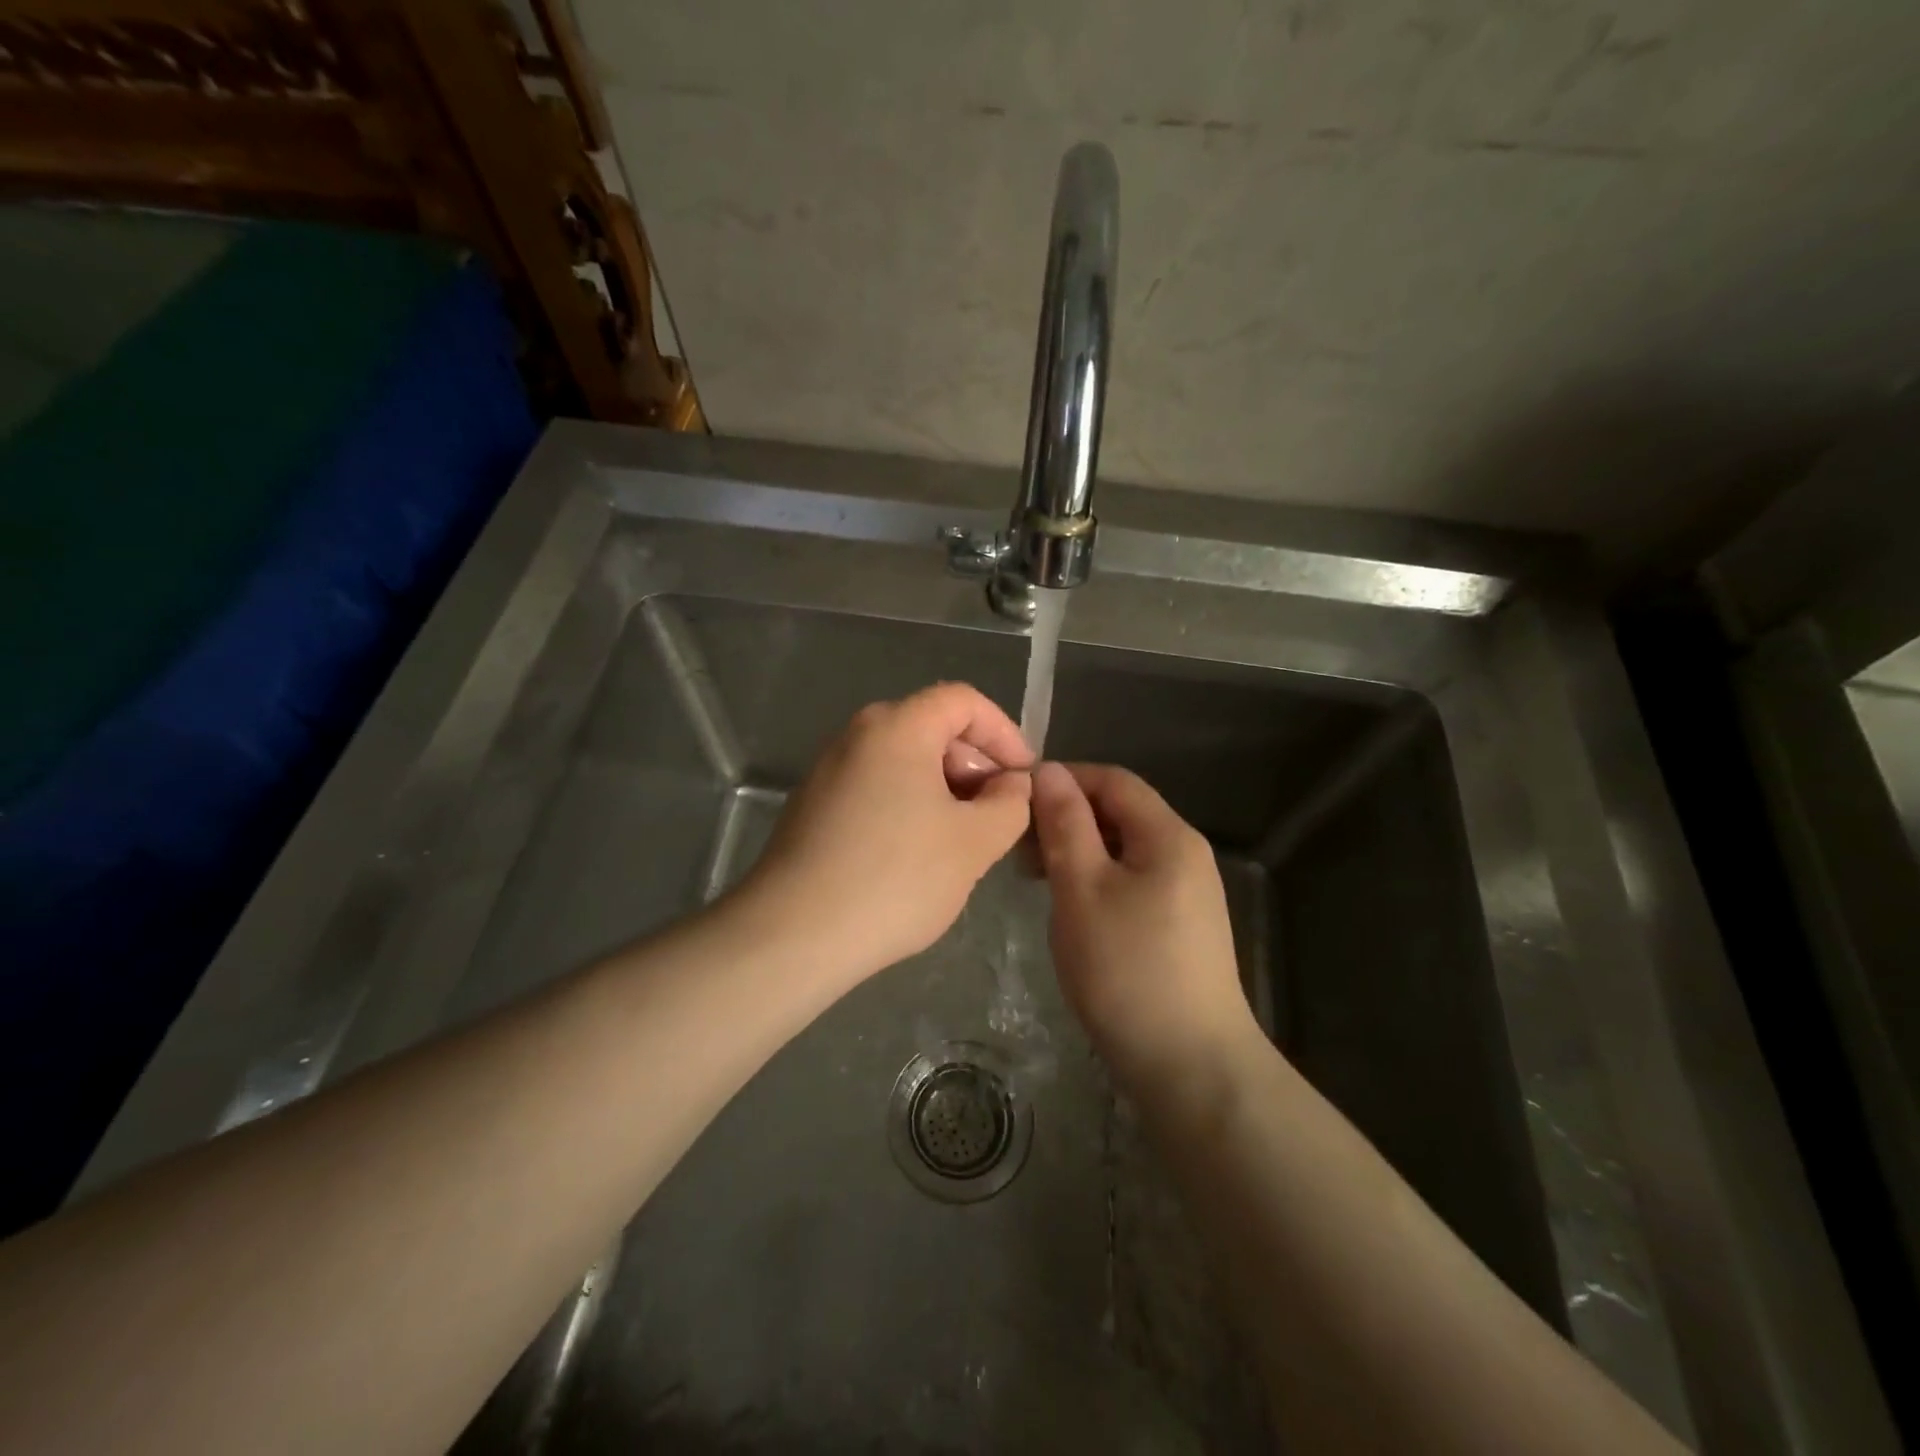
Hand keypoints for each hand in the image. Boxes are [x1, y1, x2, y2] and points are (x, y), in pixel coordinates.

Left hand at [741, 683, 1034, 981]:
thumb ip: (1009, 804)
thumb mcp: (974, 843)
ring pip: (903, 761)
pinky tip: (917, 855)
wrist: (793, 934)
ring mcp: (829, 770)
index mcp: (897, 727)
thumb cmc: (895, 878)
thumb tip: (1011, 784)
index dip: (1004, 732)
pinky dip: (909, 805)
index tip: (1024, 777)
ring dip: (944, 789)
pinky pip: (876, 787)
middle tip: (997, 813)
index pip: (963, 700)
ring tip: (963, 840)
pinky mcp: (813, 806)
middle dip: (975, 764)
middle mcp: (857, 735)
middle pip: (931, 727)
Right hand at [1030, 762, 1259, 1090]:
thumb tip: (1049, 771)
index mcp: (1168, 835)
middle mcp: (1185, 854)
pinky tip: (1068, 907)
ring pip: (1122, 850)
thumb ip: (1065, 825)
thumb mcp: (1082, 889)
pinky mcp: (1179, 926)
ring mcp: (1187, 892)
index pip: (1112, 780)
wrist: (1190, 1066)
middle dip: (1066, 818)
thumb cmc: (1127, 969)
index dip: (1063, 780)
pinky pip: (1131, 881)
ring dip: (1077, 851)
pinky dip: (1095, 880)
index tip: (1015, 800)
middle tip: (1017, 847)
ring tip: (1034, 877)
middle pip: (1119, 813)